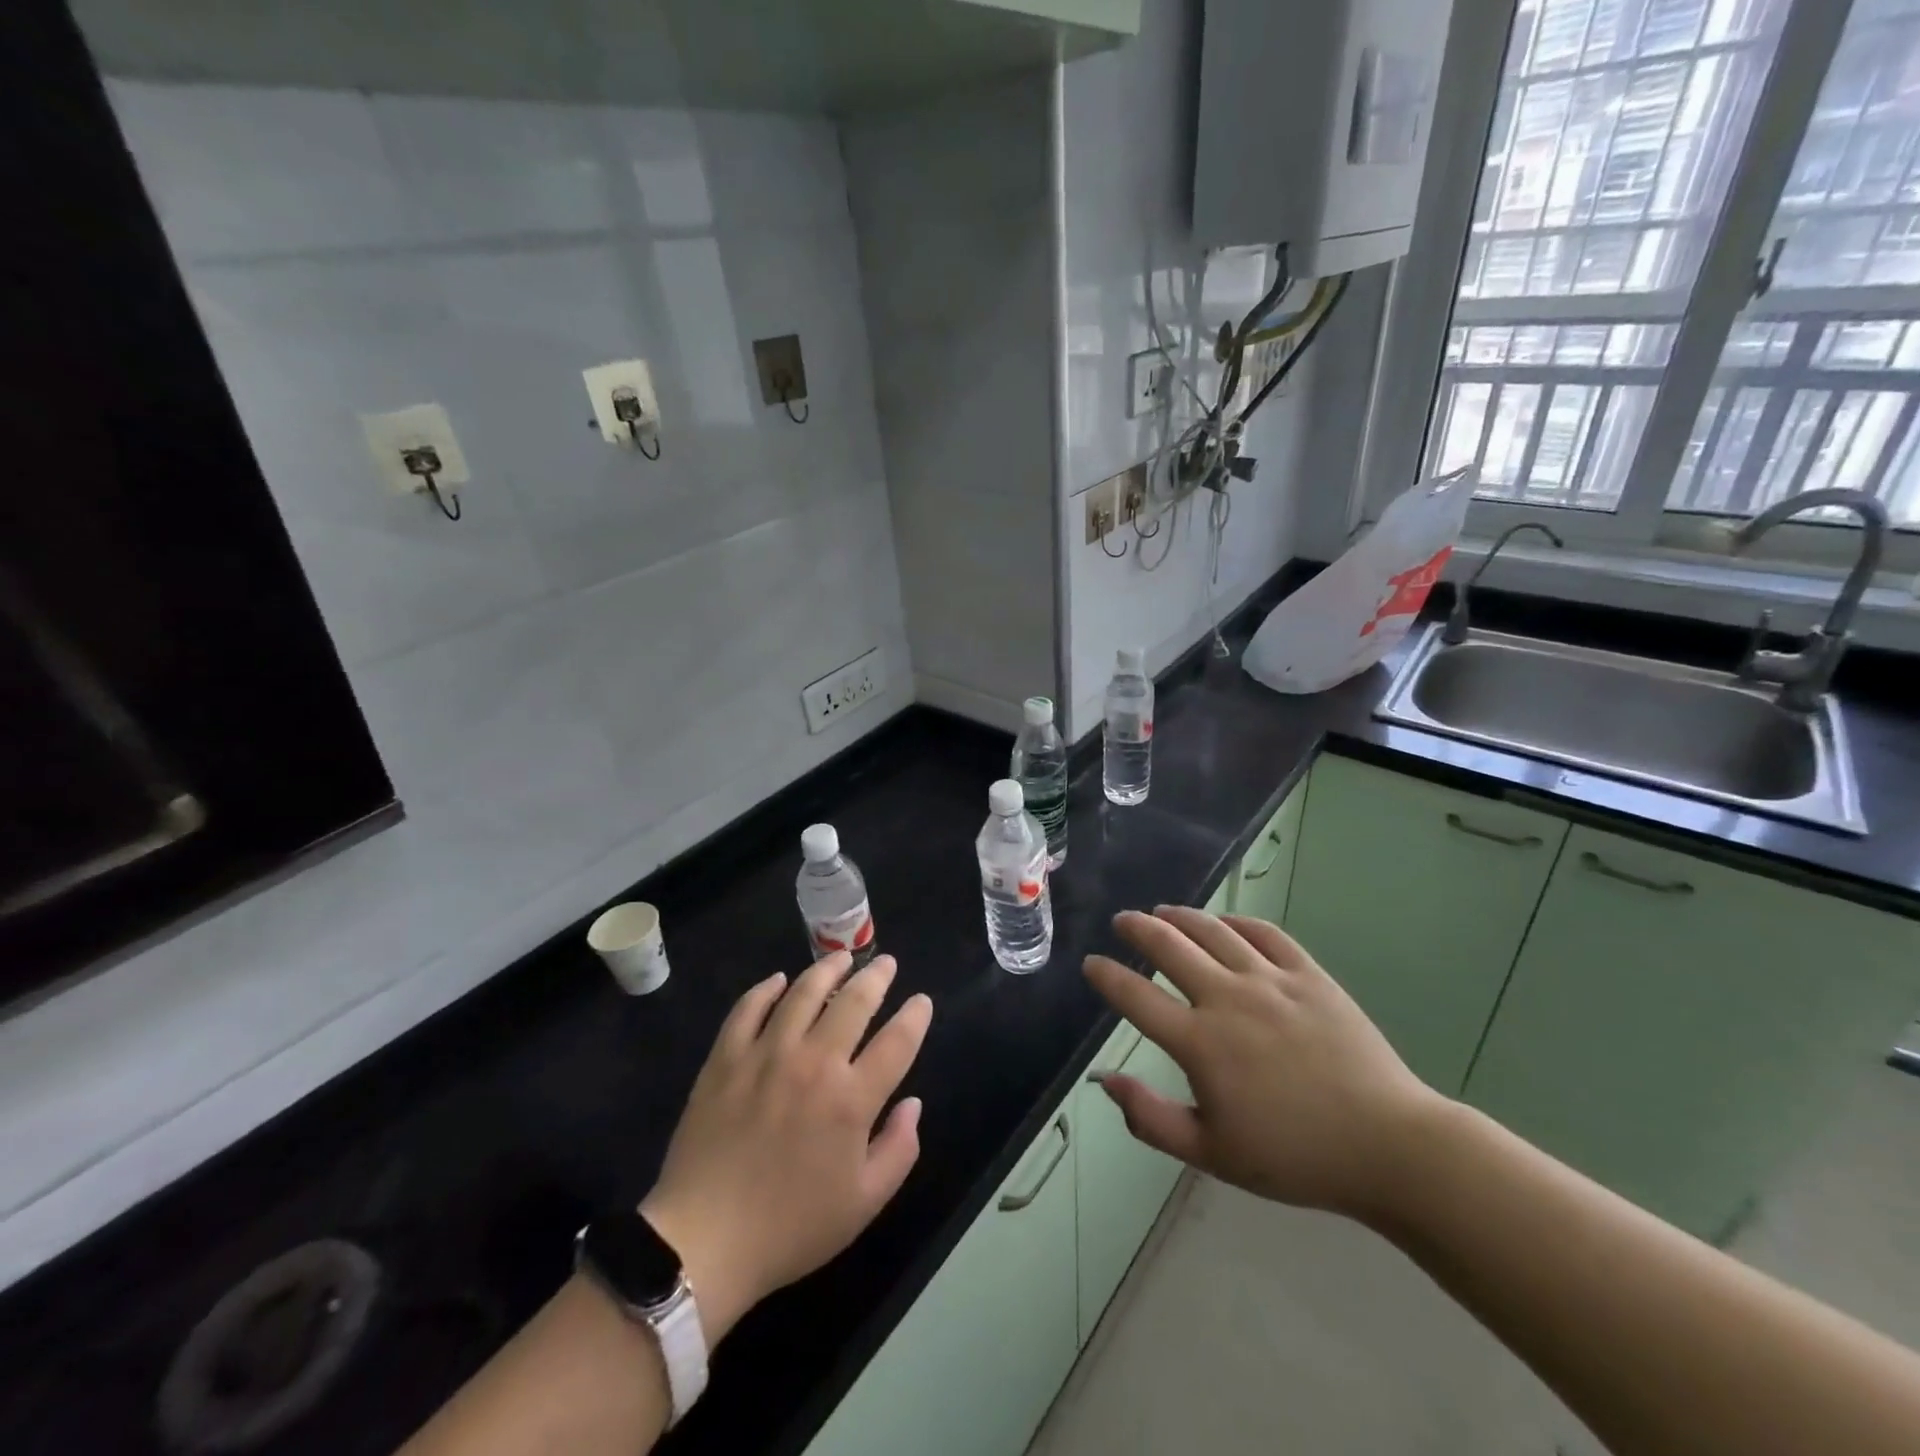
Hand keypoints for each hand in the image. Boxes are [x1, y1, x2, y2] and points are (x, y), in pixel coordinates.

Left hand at [639, 953, 931, 1343]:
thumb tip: (913, 1103)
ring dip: (827, 969)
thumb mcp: (863, 1203)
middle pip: (854, 1002)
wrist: (703, 1242)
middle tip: (885, 963)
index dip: (915, 1016)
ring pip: (803, 992)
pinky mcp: (726, 1058)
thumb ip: (899, 1149)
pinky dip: (766, 989)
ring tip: (841, 957)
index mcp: (852, 1099)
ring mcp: (766, 1054)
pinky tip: (778, 980)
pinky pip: (748, 1008)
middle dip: (877, 977)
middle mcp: (814, 1063)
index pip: (897, 1041)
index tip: (921, 1001)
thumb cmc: (790, 1227)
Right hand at [1083, 907, 1442, 1222]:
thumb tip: (1105, 1082)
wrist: (1388, 1147)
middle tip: (1122, 921)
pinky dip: (1238, 923)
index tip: (1091, 964)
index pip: (1136, 997)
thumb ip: (1151, 1118)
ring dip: (1181, 917)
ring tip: (1162, 911)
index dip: (1106, 977)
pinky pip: (1266, 934)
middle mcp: (1228, 999)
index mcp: (1200, 1044)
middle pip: (1169, 947)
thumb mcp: (1211, 1154)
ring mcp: (1271, 981)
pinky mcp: (1309, 975)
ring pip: (1213, 932)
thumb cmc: (1294, 1157)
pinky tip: (1226, 924)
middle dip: (1137, 928)